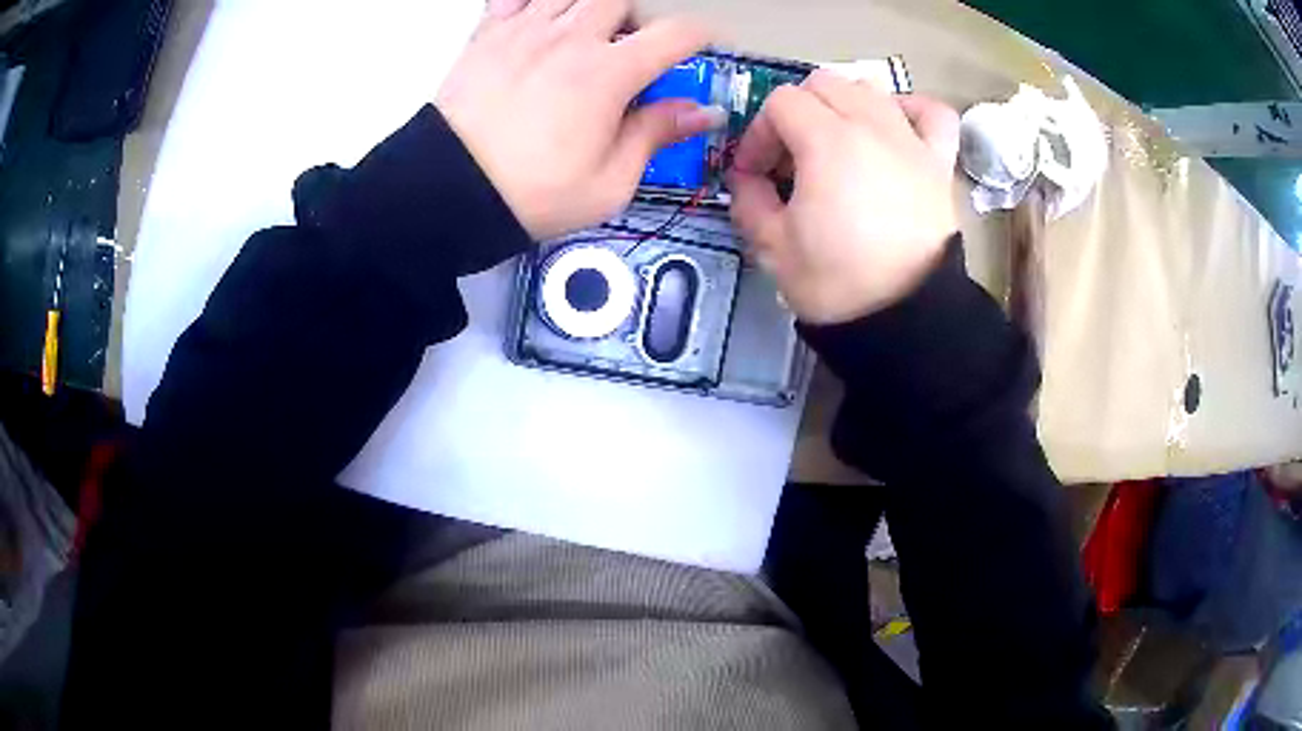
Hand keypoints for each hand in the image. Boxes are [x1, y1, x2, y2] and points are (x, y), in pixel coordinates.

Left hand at [437, 0, 716, 239]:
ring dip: (589, 7)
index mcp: (609, 74)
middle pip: (621, 0)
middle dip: (634, 20)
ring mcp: (525, 30)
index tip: (700, 47)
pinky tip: (539, 20)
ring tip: (583, 35)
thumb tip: (702, 111)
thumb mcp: (609, 183)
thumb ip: (656, 134)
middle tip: (627, 50)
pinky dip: (534, 1)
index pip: (674, 33)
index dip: (698, 36)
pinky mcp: (488, 34)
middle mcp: (571, 38)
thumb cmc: (533, 194)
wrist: (450, 192)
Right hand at [727, 70, 960, 324]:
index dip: (758, 133)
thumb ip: (748, 198)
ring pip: (870, 89)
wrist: (906, 319)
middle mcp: (872, 126)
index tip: (753, 173)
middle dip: (795, 112)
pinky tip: (893, 126)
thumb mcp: (772, 246)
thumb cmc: (836, 283)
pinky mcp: (938, 163)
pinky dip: (909, 109)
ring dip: (843, 105)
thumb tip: (747, 177)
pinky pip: (931, 113)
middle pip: (823, 84)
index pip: (780, 103)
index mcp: (827, 141)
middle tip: (790, 158)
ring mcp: (911, 141)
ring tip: (836, 144)